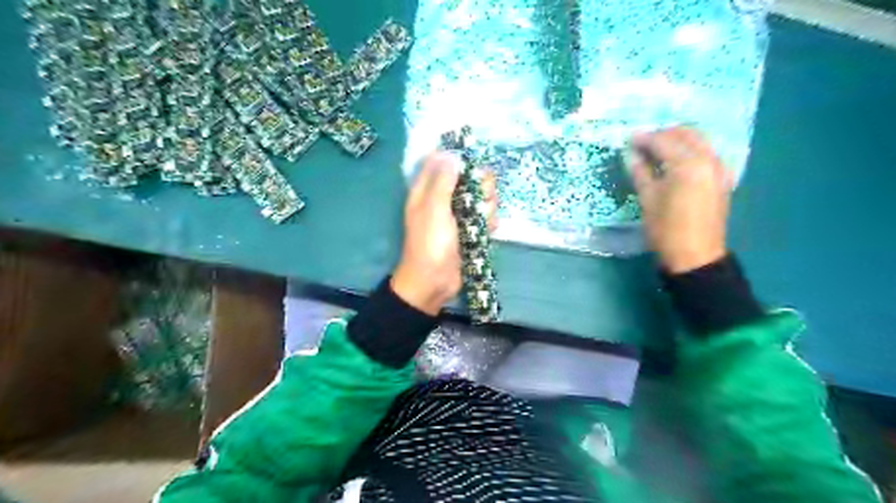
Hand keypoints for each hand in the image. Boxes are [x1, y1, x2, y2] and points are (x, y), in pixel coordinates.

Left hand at [393, 150, 501, 314]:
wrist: (434, 282)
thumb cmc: (430, 244)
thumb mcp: (434, 209)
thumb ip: (443, 181)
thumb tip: (451, 153)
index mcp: (428, 190)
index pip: (442, 161)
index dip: (458, 158)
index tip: (472, 164)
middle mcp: (444, 198)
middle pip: (469, 178)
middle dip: (481, 185)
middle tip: (481, 197)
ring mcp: (459, 215)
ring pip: (481, 197)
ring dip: (487, 206)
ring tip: (483, 219)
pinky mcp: (471, 230)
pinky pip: (486, 217)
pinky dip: (489, 222)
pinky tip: (488, 230)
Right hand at [629, 128, 734, 272]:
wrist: (695, 256)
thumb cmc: (666, 229)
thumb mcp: (647, 199)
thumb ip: (640, 171)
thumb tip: (630, 153)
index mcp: (687, 164)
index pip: (663, 141)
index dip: (643, 139)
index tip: (628, 140)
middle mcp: (708, 159)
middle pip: (685, 134)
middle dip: (663, 135)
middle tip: (642, 144)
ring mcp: (718, 168)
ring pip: (698, 141)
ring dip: (677, 141)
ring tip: (656, 152)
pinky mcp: (721, 178)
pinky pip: (706, 153)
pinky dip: (689, 151)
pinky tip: (675, 162)